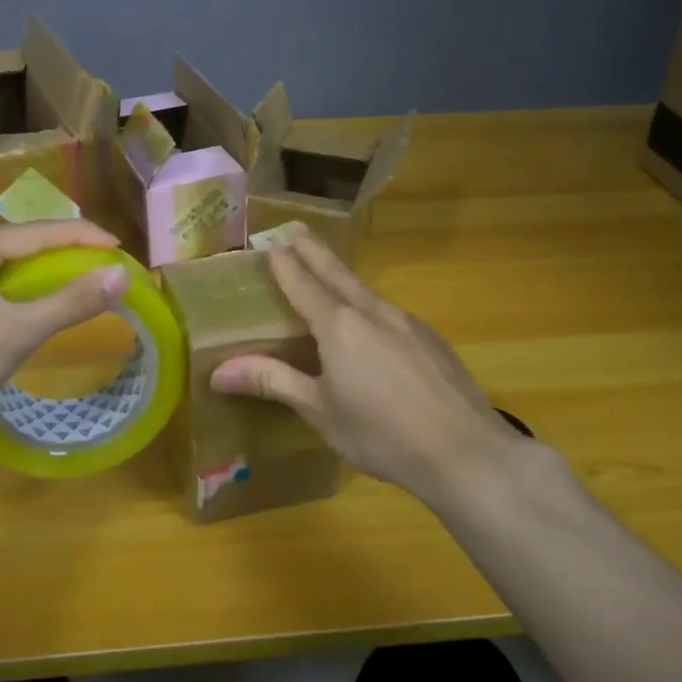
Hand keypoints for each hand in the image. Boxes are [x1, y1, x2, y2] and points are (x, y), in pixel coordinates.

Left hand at [0, 220, 128, 436]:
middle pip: (24, 241)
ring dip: (44, 268)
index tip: (121, 248)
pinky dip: (22, 285)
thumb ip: (69, 302)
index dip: (85, 236)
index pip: (41, 231)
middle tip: (104, 264)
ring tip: (79, 278)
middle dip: (67, 249)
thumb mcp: (16, 333)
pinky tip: (34, 301)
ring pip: (7, 261)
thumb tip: (121, 274)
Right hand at [209, 235, 529, 503]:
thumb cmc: (380, 433)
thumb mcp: (319, 410)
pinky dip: (369, 304)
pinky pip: (389, 312)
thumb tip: (217, 372)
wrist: (464, 452)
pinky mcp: (431, 339)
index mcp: (338, 326)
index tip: (271, 244)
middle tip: (296, 230)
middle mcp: (372, 312)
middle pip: (336, 273)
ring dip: (342, 276)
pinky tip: (373, 324)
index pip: (303, 285)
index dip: (285, 264)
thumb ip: (272, 382)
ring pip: (366, 290)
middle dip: (314, 251)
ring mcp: (407, 323)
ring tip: (329, 272)